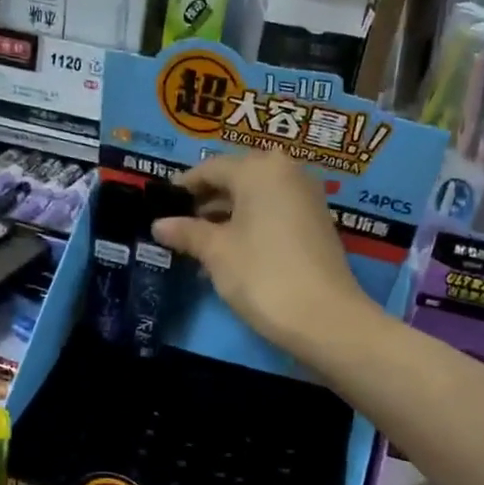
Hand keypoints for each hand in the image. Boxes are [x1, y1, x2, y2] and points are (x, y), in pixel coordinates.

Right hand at [151, 150, 376, 352]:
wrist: (325, 317)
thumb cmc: (263, 275)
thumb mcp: (217, 252)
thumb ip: (187, 232)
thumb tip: (158, 224)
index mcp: (260, 169)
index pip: (211, 168)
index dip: (184, 186)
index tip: (161, 204)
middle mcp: (287, 172)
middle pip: (237, 178)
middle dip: (206, 201)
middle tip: (178, 225)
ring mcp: (307, 197)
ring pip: (256, 197)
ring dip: (227, 216)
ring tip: (198, 243)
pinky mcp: (317, 222)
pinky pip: (274, 212)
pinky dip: (250, 225)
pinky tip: (229, 252)